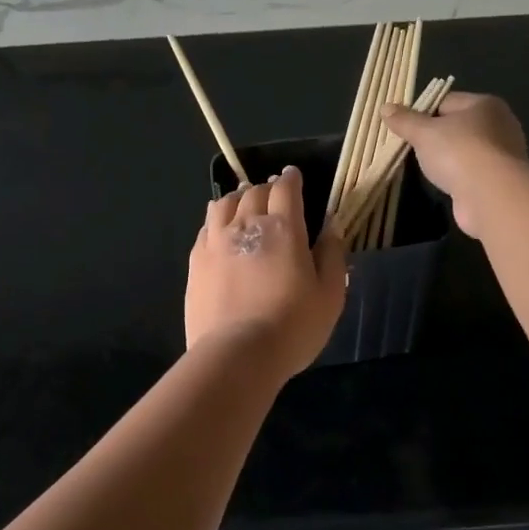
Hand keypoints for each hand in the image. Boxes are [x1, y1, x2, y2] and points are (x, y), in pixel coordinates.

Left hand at [186, 166, 347, 381]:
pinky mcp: (196, 261)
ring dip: (237, 198)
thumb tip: (332, 224)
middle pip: (254, 192)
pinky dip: (216, 219)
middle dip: (266, 188)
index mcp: (282, 228)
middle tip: (273, 193)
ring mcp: (215, 241)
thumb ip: (332, 254)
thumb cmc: (293, 326)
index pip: (285, 189)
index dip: (291, 179)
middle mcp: (246, 224)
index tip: (294, 176)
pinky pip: (206, 227)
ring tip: (244, 203)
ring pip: (224, 203)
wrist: (237, 354)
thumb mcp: (330, 294)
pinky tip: (220, 228)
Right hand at [381, 91, 528, 237]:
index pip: (446, 101)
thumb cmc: (458, 152)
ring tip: (425, 167)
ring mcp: (504, 154)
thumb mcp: (424, 132)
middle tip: (411, 147)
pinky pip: (472, 171)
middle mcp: (500, 124)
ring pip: (465, 150)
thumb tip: (386, 107)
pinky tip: (445, 183)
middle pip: (457, 125)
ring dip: (448, 158)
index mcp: (485, 104)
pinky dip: (458, 176)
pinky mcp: (501, 179)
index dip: (422, 111)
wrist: (491, 195)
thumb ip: (404, 120)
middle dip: (435, 136)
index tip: (404, 127)